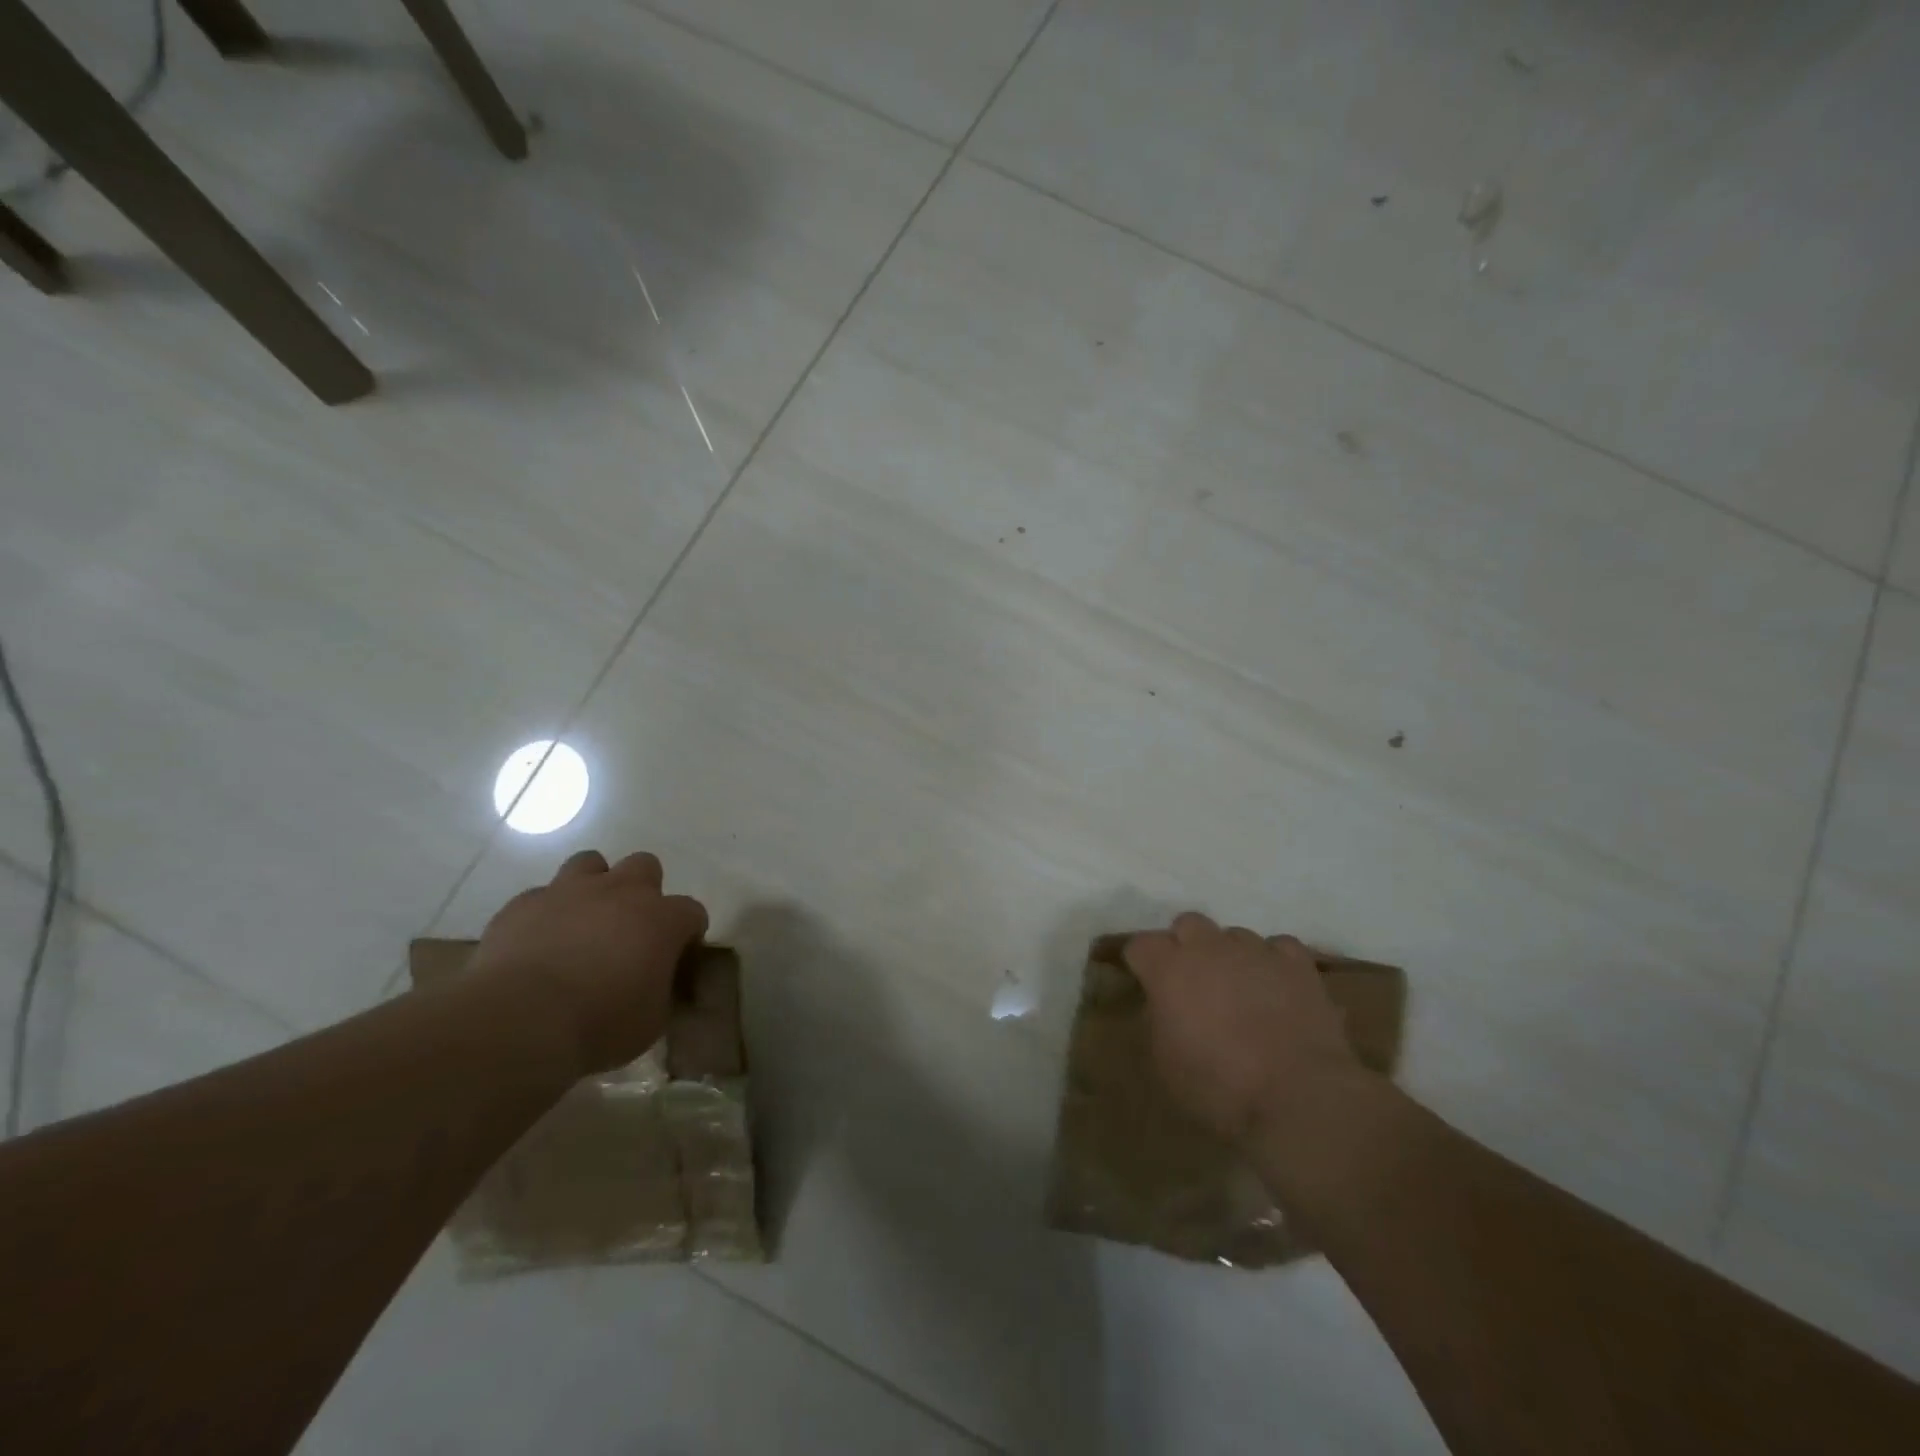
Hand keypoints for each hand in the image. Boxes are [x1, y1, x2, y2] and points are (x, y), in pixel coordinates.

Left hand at [469, 850, 708, 1074]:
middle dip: (642, 891)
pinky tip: (538, 942)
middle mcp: (621, 892)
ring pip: (590, 863)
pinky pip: (541, 896)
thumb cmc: (599, 1024)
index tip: (676, 959)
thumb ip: (661, 990)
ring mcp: (569, 891)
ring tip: (582, 922)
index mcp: (662, 919)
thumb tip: (656, 984)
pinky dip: (545, 913)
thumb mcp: (652, 1021)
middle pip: (645, 866)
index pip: (692, 912)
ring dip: (593, 887)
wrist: (520, 1021)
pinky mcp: (523, 903)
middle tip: (629, 929)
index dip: (686, 934)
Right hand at [1125, 913, 1361, 1143]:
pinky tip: (1277, 987)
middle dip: (1186, 946)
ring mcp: (1255, 950)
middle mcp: (1208, 947)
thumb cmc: (1218, 1087)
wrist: (1297, 1097)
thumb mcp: (1164, 1063)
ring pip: (1234, 934)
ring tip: (1240, 989)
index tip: (1146, 983)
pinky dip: (1273, 962)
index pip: (1140, 944)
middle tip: (1193, 982)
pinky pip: (1278, 947)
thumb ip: (1157, 1021)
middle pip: (1188, 924)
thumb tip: (1163, 1005)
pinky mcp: (1297, 964)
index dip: (1142, 963)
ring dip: (1230, 955)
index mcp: (1168, 969)